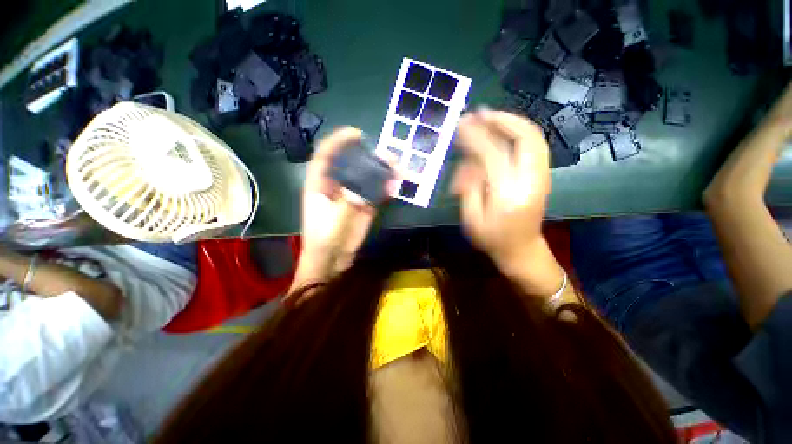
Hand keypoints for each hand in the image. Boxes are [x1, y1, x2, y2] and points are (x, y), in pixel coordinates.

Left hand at [291, 127, 386, 292]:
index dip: (339, 141)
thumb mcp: (333, 220)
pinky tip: (394, 187)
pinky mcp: (365, 206)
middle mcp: (338, 185)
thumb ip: (347, 202)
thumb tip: (362, 188)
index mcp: (320, 184)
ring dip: (382, 172)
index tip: (357, 134)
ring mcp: (353, 195)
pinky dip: (385, 189)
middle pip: (353, 164)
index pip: (327, 155)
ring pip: (367, 178)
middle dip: (370, 157)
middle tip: (388, 156)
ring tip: (398, 169)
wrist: (332, 260)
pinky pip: (376, 193)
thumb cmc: (324, 239)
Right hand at [452, 110, 564, 297]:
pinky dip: (517, 132)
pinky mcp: (541, 176)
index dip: (476, 136)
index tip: (460, 124)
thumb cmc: (491, 238)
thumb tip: (467, 163)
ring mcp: (541, 176)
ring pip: (533, 138)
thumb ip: (468, 188)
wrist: (521, 250)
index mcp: (509, 195)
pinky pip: (533, 145)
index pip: (493, 155)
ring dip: (511, 122)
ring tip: (488, 117)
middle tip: (479, 113)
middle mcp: (531, 180)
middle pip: (525, 138)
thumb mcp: (471, 219)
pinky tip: (500, 130)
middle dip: (502, 120)